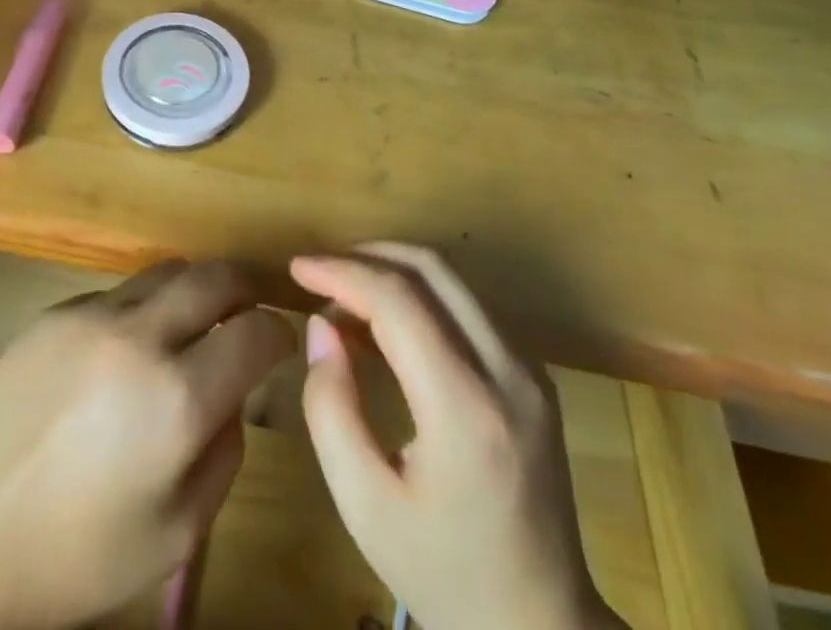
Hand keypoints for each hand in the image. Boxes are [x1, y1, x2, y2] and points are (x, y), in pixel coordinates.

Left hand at [0, 260, 294, 629]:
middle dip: (246, 287)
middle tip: (253, 308)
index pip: (255, 332)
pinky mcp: (54, 311)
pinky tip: (125, 352)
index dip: (279, 334)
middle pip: (215, 276)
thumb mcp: (178, 530)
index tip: (281, 343)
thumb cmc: (79, 560)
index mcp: (177, 399)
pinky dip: (141, 309)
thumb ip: (226, 448)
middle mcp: (138, 337)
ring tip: (195, 321)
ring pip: (167, 271)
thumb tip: (234, 388)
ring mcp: (90, 315)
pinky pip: (117, 293)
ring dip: (195, 290)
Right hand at [292, 244, 623, 629]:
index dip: (341, 272)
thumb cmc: (444, 574)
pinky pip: (468, 305)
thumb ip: (331, 408)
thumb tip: (321, 325)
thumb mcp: (365, 506)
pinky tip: (387, 324)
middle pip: (432, 268)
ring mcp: (529, 368)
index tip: (297, 269)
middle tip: (319, 274)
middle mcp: (509, 371)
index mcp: (466, 409)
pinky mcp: (532, 374)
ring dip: (393, 271)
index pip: (398, 300)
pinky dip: (420, 294)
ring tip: (345, 298)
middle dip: (367, 256)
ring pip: (453, 279)